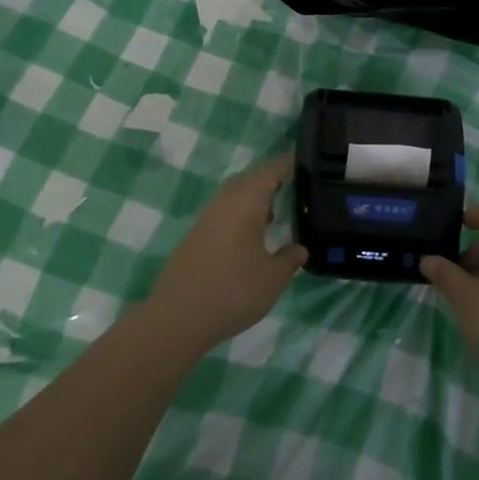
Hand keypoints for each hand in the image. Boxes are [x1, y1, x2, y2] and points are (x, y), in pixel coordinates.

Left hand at [143, 155, 305, 355]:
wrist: (178, 317)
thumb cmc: (233, 291)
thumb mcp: (273, 279)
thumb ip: (289, 259)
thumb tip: (299, 248)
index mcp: (246, 203)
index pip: (270, 172)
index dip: (286, 165)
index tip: (300, 161)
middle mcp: (224, 203)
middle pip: (248, 180)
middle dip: (268, 181)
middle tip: (289, 188)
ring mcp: (205, 220)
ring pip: (232, 197)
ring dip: (251, 200)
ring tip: (272, 215)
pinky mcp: (194, 237)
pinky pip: (222, 214)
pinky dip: (238, 217)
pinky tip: (248, 239)